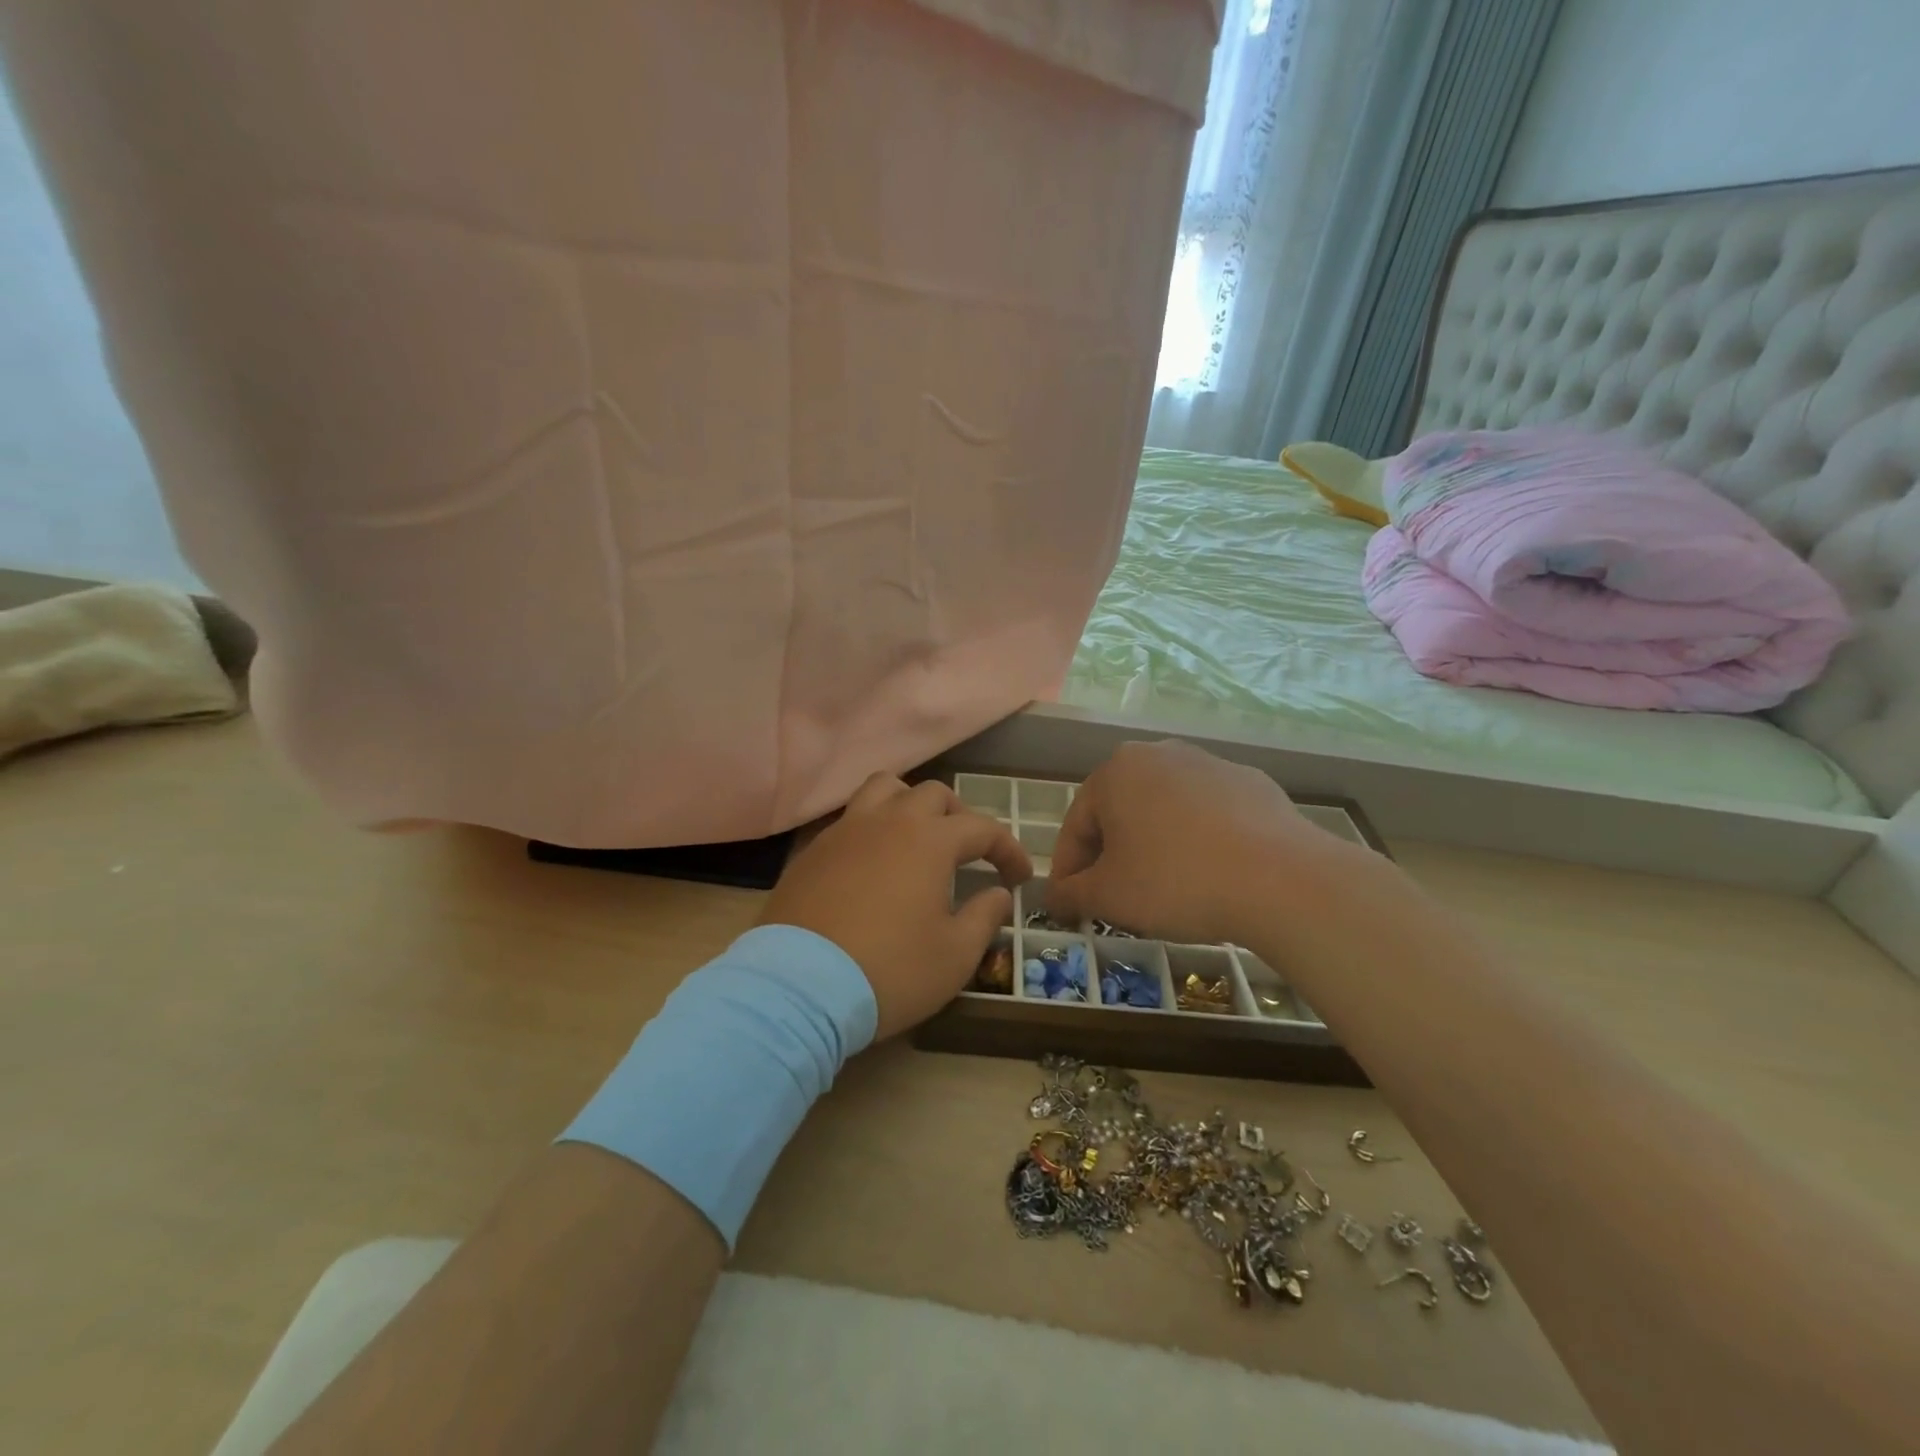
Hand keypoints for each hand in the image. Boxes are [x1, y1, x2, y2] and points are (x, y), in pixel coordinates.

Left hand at [760, 774, 1030, 1039]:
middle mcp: (888, 821)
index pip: (983, 828)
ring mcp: (845, 831)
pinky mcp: (813, 851)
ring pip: (885, 790)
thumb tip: (998, 894)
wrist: (798, 987)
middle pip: (934, 795)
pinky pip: (851, 819)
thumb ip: (984, 917)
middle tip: (969, 853)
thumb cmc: (890, 971)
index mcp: (930, 841)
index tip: (1018, 877)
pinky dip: (873, 828)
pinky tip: (873, 863)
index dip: (1008, 849)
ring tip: (918, 837)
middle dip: (960, 817)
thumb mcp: (955, 956)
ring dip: (910, 805)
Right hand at [1045, 739, 1365, 945]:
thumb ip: (1070, 894)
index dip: (1067, 869)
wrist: (1280, 879)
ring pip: (1163, 809)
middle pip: (1119, 811)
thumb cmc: (1176, 881)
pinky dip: (1197, 839)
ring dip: (1153, 844)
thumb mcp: (1109, 896)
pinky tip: (1210, 873)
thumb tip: (1052, 897)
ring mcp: (1208, 763)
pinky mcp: (1250, 782)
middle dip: (1110, 854)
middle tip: (1114, 896)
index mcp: (1115, 772)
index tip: (1069, 904)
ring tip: (1164, 888)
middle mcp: (1158, 754)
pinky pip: (1207, 813)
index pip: (1076, 825)